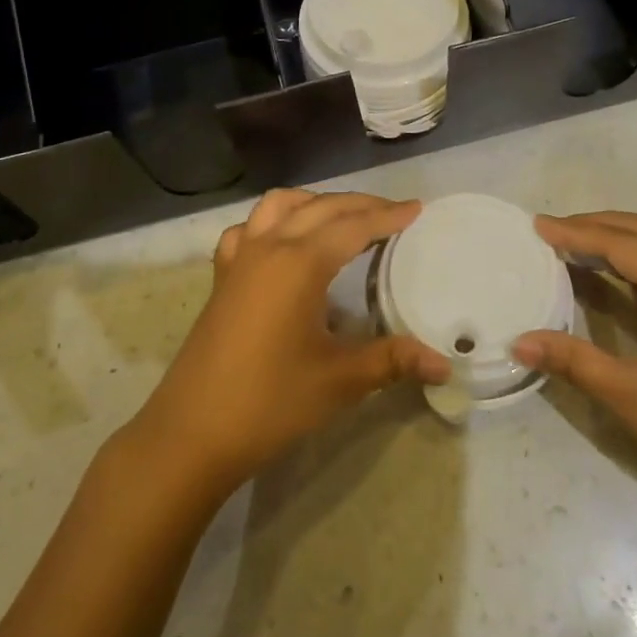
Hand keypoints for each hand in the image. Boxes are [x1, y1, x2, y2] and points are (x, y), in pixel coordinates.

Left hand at [126, 190, 450, 497]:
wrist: (191, 434)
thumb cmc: (270, 402)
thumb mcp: (339, 380)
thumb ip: (393, 361)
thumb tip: (445, 364)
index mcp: (300, 263)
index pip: (353, 226)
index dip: (388, 216)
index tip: (416, 209)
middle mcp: (268, 247)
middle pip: (321, 207)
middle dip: (360, 204)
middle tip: (393, 213)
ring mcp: (239, 259)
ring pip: (279, 206)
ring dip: (315, 202)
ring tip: (341, 217)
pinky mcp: (222, 278)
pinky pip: (247, 229)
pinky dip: (272, 222)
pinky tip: (282, 241)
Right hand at [513, 211, 636, 518]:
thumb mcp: (632, 396)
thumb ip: (574, 360)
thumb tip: (518, 341)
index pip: (624, 244)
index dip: (577, 233)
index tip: (537, 225)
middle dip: (599, 224)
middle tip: (554, 229)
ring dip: (627, 230)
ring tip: (584, 239)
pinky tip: (624, 267)